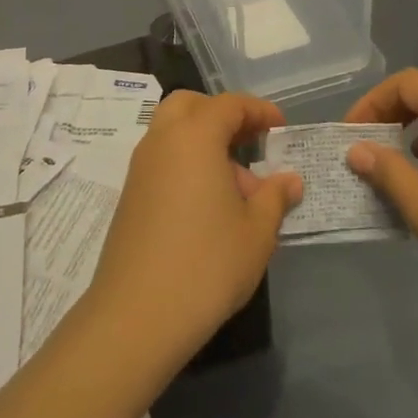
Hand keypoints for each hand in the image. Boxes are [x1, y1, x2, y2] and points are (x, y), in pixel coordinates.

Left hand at [86, 91, 302, 368]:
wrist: (138, 313)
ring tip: (236, 186)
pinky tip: (207, 205)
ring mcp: (139, 168)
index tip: (280, 127)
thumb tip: (289, 179)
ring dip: (203, 142)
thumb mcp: (256, 232)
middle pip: (190, 106)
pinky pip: (161, 160)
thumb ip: (275, 196)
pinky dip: (185, 164)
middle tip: (250, 142)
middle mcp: (161, 141)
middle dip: (221, 115)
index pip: (228, 105)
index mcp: (194, 137)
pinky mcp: (129, 195)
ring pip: (171, 133)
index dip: (258, 110)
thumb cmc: (208, 264)